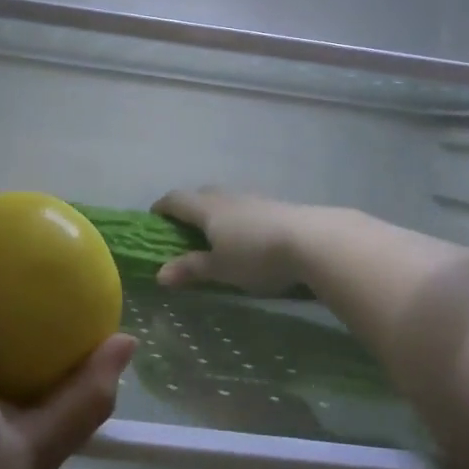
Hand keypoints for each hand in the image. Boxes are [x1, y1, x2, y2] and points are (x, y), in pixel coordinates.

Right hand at [151, 186, 321, 294]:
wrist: (313, 241)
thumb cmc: (257, 256)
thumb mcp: (220, 269)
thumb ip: (191, 269)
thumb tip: (159, 274)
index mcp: (206, 208)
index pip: (175, 199)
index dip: (162, 207)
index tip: (154, 219)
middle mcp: (226, 197)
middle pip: (200, 194)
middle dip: (189, 209)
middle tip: (186, 230)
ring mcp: (253, 198)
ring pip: (226, 200)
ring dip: (216, 213)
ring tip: (219, 237)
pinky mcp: (276, 206)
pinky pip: (247, 208)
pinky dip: (238, 219)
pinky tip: (249, 238)